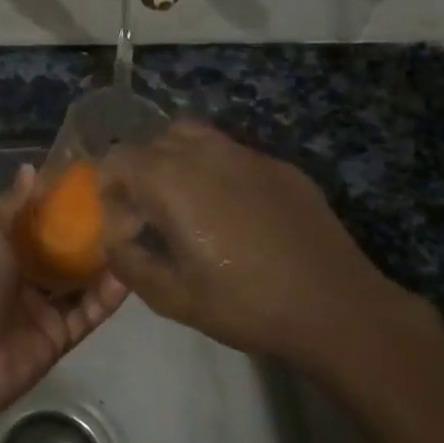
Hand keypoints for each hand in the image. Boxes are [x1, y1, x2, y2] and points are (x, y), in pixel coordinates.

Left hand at [0, 166, 128, 421]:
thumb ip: (13, 204)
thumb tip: (31, 168)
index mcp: (5, 246)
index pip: (39, 218)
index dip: (62, 200)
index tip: (94, 178)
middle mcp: (27, 272)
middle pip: (65, 248)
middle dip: (92, 230)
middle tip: (128, 206)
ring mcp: (46, 305)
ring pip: (83, 279)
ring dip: (106, 261)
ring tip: (139, 235)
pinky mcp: (62, 335)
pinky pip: (91, 311)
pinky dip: (110, 295)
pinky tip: (133, 274)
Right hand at [98, 120, 420, 368]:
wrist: (334, 305)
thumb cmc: (245, 303)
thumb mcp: (172, 297)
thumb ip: (129, 263)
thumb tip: (115, 241)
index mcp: (171, 179)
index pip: (118, 159)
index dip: (109, 189)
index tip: (124, 225)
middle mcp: (205, 152)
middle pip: (153, 143)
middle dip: (141, 175)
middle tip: (152, 218)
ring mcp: (247, 153)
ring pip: (194, 137)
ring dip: (177, 162)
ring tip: (189, 206)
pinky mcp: (279, 165)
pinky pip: (232, 153)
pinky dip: (217, 171)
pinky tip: (236, 213)